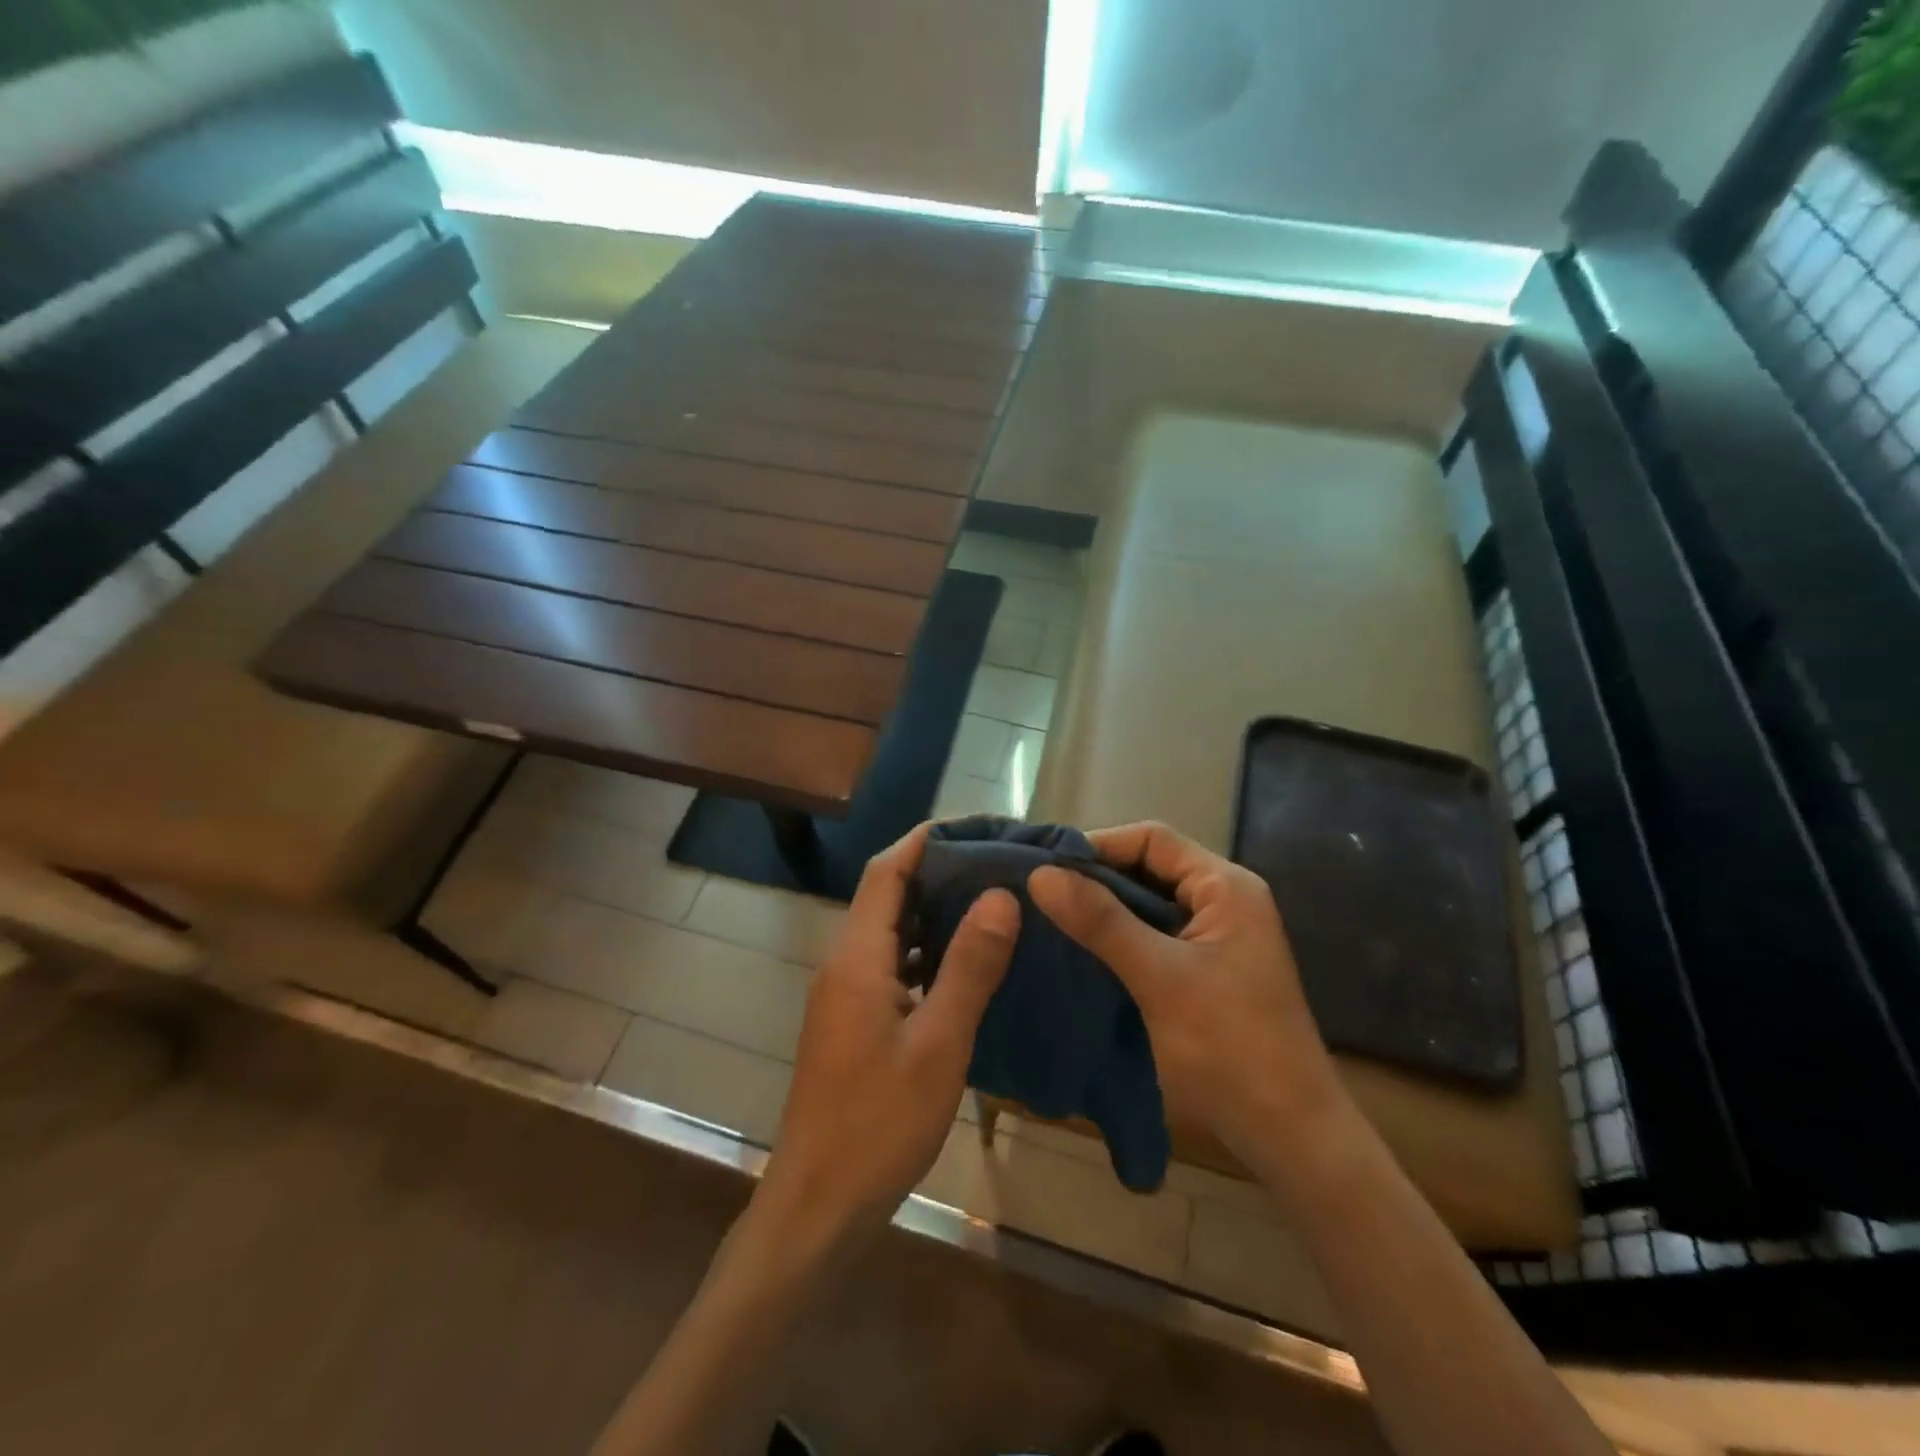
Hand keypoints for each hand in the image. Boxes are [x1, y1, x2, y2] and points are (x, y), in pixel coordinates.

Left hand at [758, 825, 1018, 1248]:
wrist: (817, 1206)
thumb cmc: (878, 1125)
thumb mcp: (938, 1044)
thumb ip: (969, 966)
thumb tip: (1000, 895)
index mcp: (857, 957)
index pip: (886, 871)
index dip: (925, 839)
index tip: (976, 825)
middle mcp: (844, 963)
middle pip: (886, 894)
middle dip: (936, 869)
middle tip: (996, 862)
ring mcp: (844, 994)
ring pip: (890, 931)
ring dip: (932, 910)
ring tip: (990, 900)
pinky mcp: (852, 1021)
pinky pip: (891, 965)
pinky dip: (925, 951)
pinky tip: (964, 964)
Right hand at [1027, 822, 1344, 1164]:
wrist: (1292, 1137)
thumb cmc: (1230, 1048)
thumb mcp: (1160, 978)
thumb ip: (1101, 921)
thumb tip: (1041, 874)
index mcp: (1226, 887)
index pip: (1152, 839)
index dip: (1097, 846)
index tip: (1045, 867)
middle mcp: (1224, 900)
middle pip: (1149, 868)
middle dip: (1095, 879)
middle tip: (1038, 895)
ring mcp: (1217, 937)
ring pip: (1148, 904)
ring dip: (1103, 910)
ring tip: (1048, 919)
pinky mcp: (1207, 969)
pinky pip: (1154, 936)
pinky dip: (1118, 938)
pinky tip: (1080, 952)